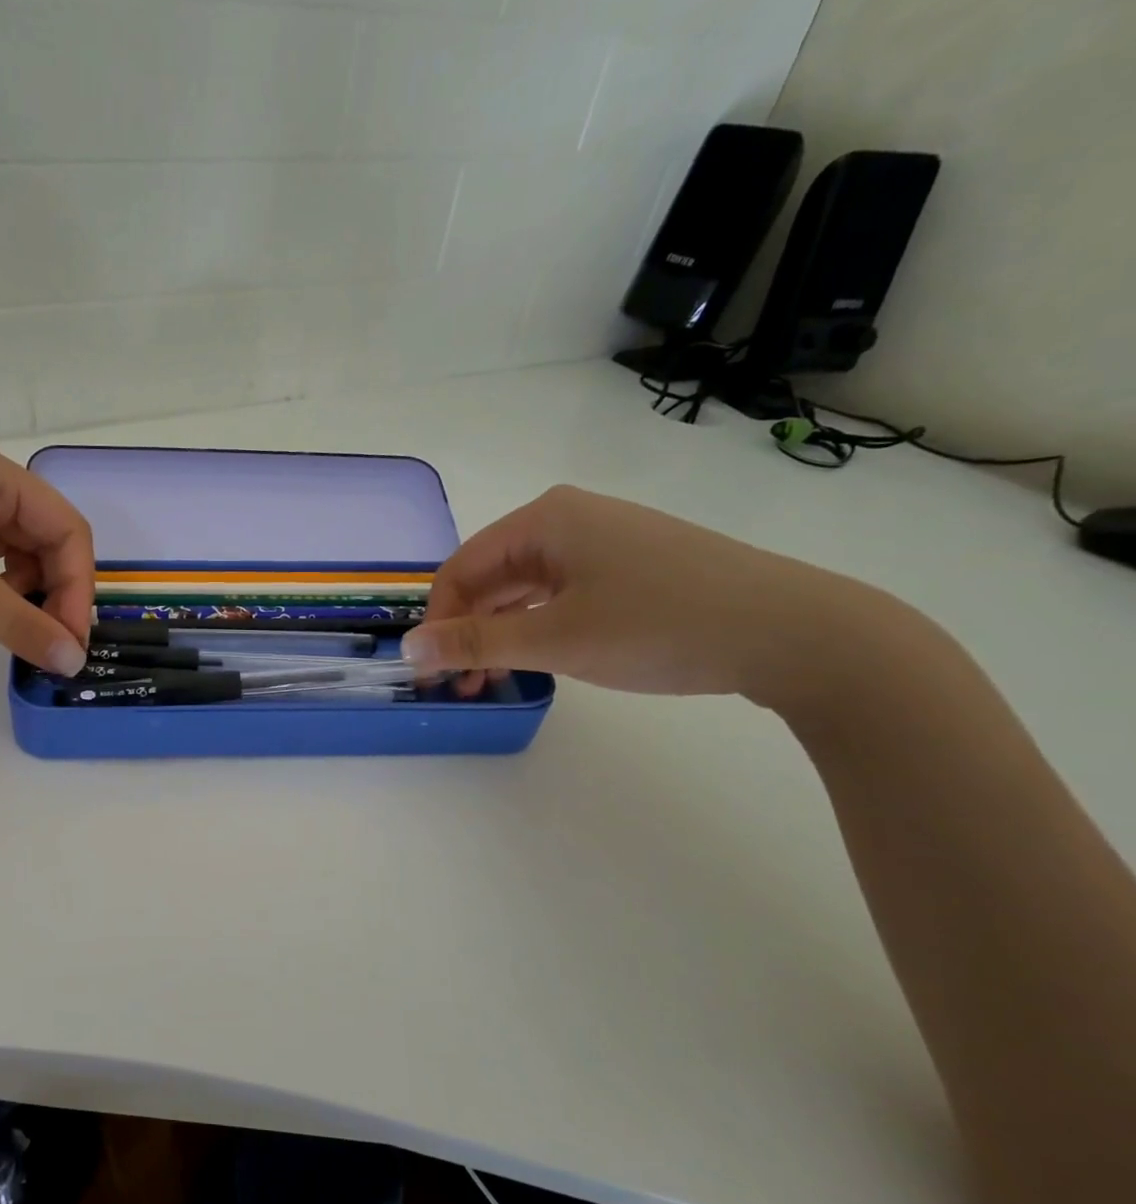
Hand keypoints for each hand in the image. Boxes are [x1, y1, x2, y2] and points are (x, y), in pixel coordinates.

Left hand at [0, 444, 93, 674]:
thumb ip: (17, 622)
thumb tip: (71, 662)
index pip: (68, 530)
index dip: (79, 587)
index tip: (70, 641)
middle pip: (46, 539)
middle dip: (56, 591)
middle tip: (48, 642)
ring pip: (16, 550)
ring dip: (28, 591)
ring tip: (17, 627)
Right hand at [401, 485, 912, 705]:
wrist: (793, 631)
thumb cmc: (659, 625)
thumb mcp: (555, 640)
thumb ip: (475, 643)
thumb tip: (409, 646)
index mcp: (544, 520)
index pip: (460, 568)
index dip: (438, 620)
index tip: (431, 671)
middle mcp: (568, 519)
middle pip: (491, 576)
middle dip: (468, 630)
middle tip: (460, 684)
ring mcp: (604, 541)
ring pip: (525, 588)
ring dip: (500, 634)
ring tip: (493, 681)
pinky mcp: (631, 565)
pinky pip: (561, 593)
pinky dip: (538, 627)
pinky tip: (538, 660)